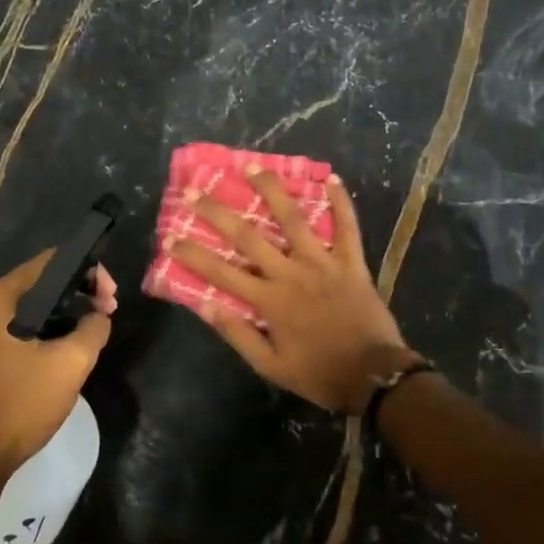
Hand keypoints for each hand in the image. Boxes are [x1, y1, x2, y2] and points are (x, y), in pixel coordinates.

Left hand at [0, 253, 115, 471]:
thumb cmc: (22, 403)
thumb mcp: (70, 363)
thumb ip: (93, 328)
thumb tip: (99, 316)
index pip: (51, 262)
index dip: (88, 272)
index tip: (111, 298)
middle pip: (42, 282)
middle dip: (79, 292)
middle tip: (107, 313)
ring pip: (33, 306)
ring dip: (65, 312)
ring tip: (94, 329)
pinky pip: (22, 325)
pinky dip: (47, 328)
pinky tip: (67, 345)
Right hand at [170, 172, 415, 415]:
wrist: (374, 377)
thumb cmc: (319, 373)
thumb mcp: (271, 366)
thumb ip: (238, 335)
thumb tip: (204, 306)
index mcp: (269, 301)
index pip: (221, 272)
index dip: (193, 255)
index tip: (169, 238)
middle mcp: (291, 273)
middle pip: (248, 236)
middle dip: (217, 212)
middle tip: (194, 192)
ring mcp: (323, 263)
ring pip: (294, 219)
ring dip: (272, 190)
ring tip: (253, 166)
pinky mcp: (351, 262)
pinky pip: (347, 226)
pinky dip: (341, 202)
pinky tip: (331, 177)